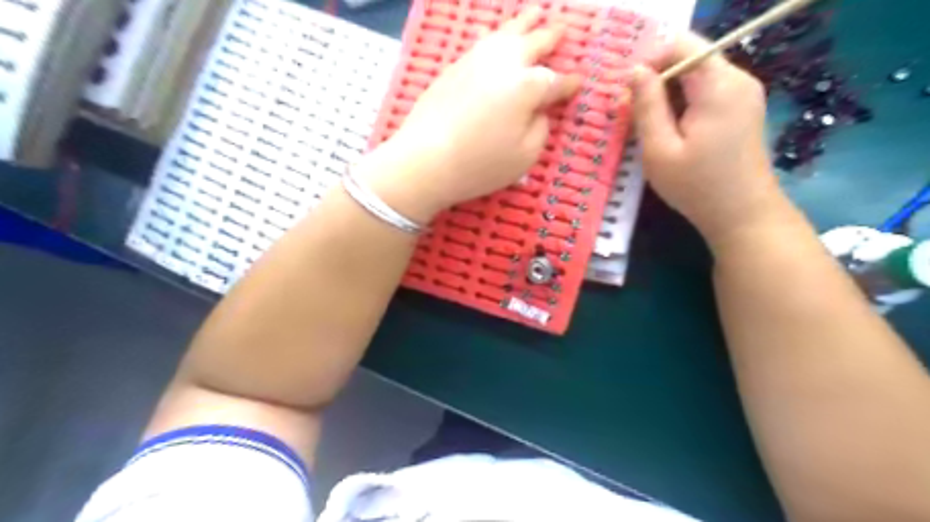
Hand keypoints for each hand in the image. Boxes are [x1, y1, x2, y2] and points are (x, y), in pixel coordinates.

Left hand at [367, 7, 578, 221]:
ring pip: (505, 33)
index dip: (569, 84)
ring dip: (524, 23)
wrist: (425, 160)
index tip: (578, 82)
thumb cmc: (480, 165)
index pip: (555, 82)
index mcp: (528, 86)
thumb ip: (540, 128)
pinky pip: (481, 42)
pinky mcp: (454, 67)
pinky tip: (495, 35)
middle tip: (562, 30)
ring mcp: (476, 61)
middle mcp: (504, 64)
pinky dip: (494, 36)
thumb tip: (539, 111)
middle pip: (533, 43)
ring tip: (535, 13)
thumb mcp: (525, 156)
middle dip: (551, 37)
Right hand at [633, 31, 782, 247]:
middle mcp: (738, 79)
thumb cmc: (696, 186)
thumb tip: (634, 71)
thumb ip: (646, 106)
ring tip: (646, 125)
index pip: (682, 44)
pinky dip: (683, 104)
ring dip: (667, 94)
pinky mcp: (743, 109)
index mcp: (718, 85)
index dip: (650, 61)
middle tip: (630, 113)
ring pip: (696, 76)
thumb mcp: (659, 149)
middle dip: (656, 80)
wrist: (743, 215)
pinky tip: (669, 131)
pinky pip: (707, 92)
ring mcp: (744, 94)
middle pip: (690, 59)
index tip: (628, 93)